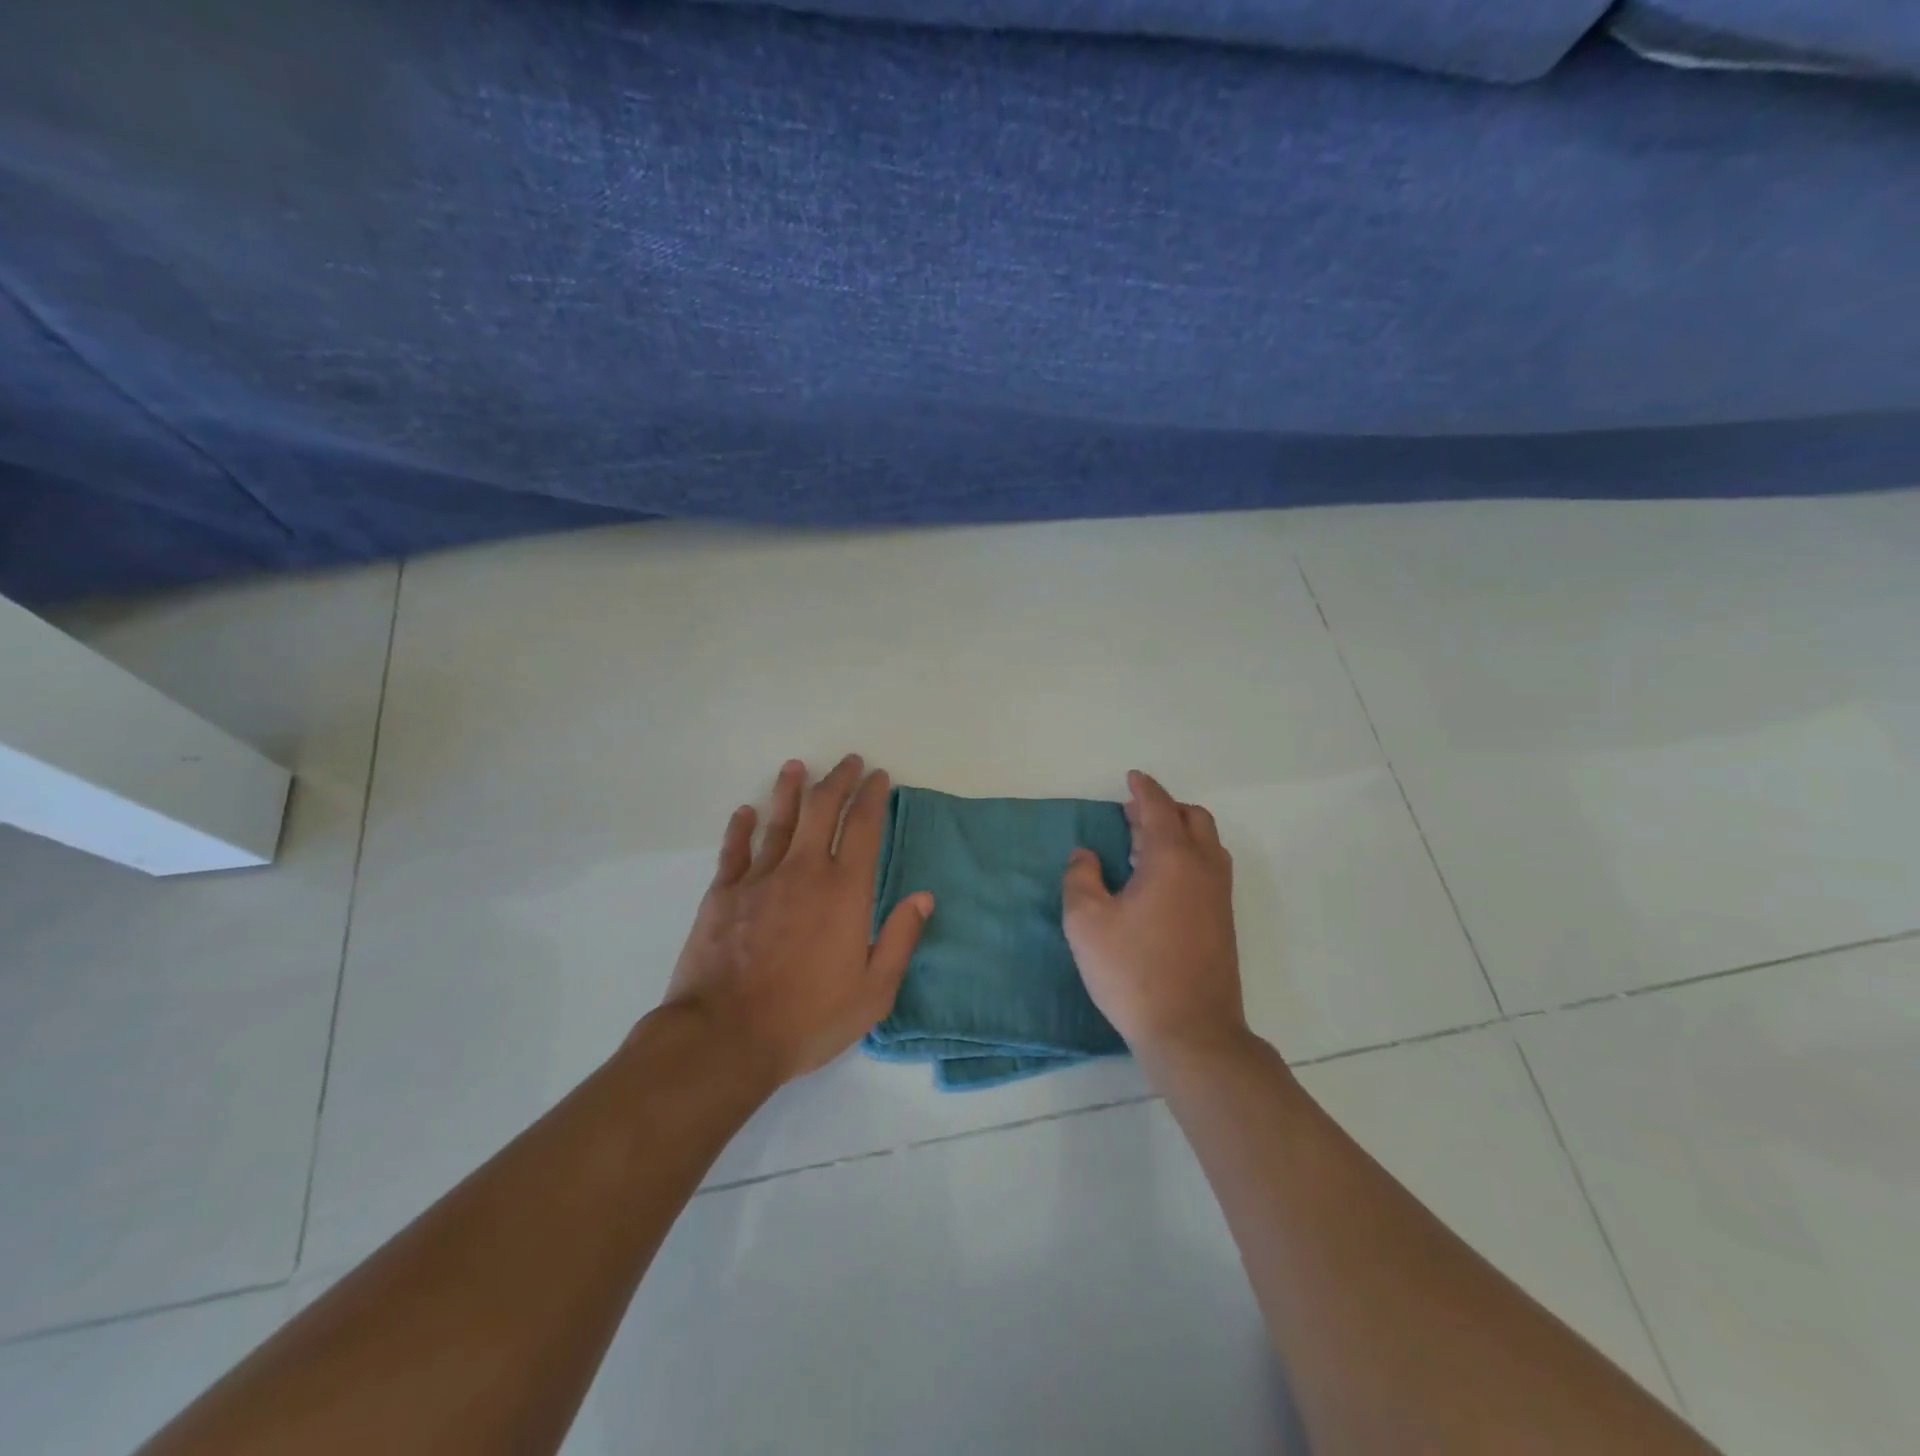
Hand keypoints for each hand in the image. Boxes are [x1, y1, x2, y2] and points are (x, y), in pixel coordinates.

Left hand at [662, 755, 933, 1087]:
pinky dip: (741, 827)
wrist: (725, 1037)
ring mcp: (759, 879)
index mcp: (844, 891)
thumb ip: (900, 939)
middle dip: (838, 780)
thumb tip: (923, 897)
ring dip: (790, 789)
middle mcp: (804, 871)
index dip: (873, 796)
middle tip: (849, 762)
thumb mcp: (873, 992)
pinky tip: (745, 811)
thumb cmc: (807, 1019)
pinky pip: (734, 849)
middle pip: (822, 809)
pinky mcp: (723, 894)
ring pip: (778, 820)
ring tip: (797, 767)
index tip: (879, 777)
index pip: (863, 827)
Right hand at [1062, 770, 1247, 1067]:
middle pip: (1194, 818)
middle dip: (1164, 808)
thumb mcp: (1086, 923)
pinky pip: (1210, 868)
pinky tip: (1161, 881)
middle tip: (1132, 815)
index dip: (1144, 789)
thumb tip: (1086, 856)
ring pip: (1208, 843)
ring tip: (1145, 846)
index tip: (1131, 777)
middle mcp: (1204, 869)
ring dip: (1180, 832)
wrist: (1191, 1032)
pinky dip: (1189, 856)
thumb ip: (1080, 879)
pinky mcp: (1223, 922)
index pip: (1159, 809)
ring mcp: (1219, 897)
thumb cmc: (1133, 972)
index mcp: (1172, 859)